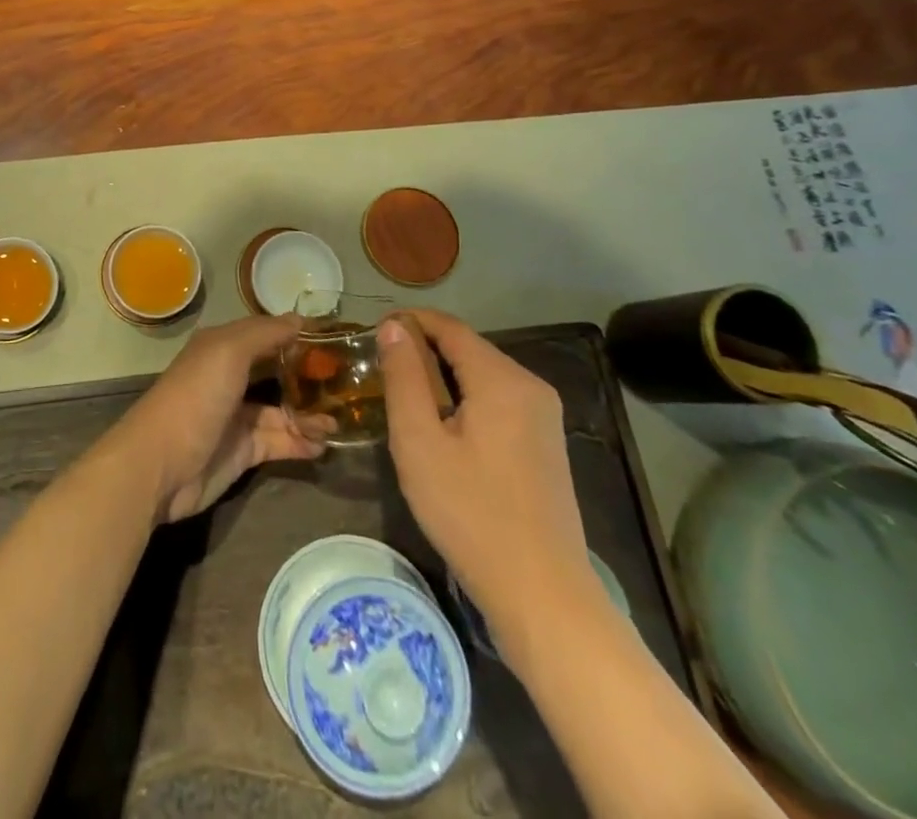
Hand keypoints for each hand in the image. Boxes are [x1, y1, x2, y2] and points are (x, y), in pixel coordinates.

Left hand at [110, 313, 330, 523]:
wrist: (162, 464)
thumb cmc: (196, 397)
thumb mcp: (228, 352)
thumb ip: (265, 334)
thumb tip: (299, 319)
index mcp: (222, 347)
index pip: (265, 333)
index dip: (295, 334)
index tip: (335, 338)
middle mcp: (230, 376)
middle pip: (276, 371)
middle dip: (308, 376)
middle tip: (348, 382)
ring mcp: (236, 415)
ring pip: (282, 409)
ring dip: (310, 414)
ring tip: (340, 422)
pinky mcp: (243, 450)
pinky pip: (280, 440)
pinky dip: (302, 442)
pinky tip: (325, 444)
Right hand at [378, 310, 600, 666]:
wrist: (542, 595)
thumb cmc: (470, 513)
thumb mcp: (419, 442)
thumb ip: (404, 377)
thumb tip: (393, 327)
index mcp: (503, 379)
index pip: (450, 327)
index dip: (409, 322)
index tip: (371, 334)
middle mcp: (531, 386)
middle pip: (467, 348)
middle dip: (423, 350)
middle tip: (380, 371)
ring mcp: (544, 417)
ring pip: (481, 375)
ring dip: (441, 377)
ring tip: (402, 398)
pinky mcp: (545, 444)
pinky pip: (497, 401)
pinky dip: (464, 400)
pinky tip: (441, 429)